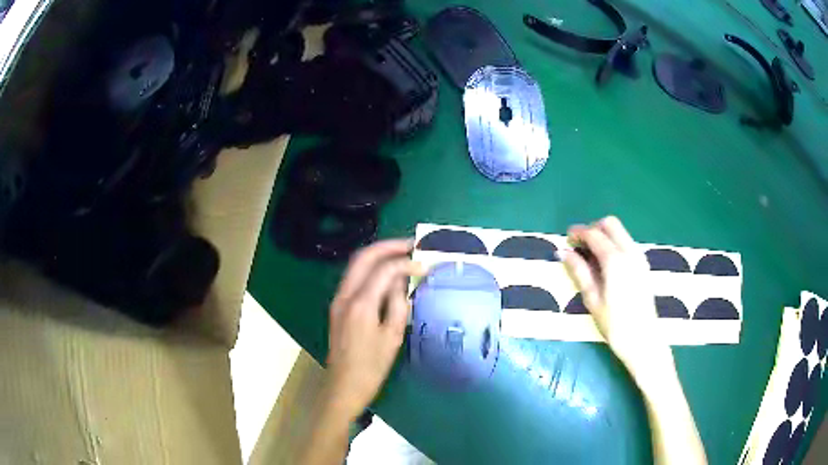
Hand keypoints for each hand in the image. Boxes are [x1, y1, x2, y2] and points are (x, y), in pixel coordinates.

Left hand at [324, 239, 423, 421]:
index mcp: (361, 304)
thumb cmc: (372, 367)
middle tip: (411, 245)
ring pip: (356, 265)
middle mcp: (345, 295)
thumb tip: (403, 281)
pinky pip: (354, 278)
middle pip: (363, 257)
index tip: (425, 265)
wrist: (343, 386)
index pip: (384, 270)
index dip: (406, 263)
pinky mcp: (338, 306)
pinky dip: (370, 268)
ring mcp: (338, 299)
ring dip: (378, 255)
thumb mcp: (393, 337)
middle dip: (387, 247)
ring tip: (401, 254)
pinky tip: (386, 274)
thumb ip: (399, 304)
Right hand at [561, 216, 673, 384]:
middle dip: (593, 229)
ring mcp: (640, 257)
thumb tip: (564, 252)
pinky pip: (627, 243)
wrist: (644, 341)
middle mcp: (630, 252)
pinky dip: (614, 244)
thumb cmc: (615, 324)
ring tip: (590, 257)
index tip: (566, 239)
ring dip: (604, 236)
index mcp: (615, 260)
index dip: (578, 233)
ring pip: (621, 232)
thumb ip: (579, 272)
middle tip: (579, 246)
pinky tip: (606, 265)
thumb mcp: (592, 300)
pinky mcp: (644, 265)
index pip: (594, 234)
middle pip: (610, 224)